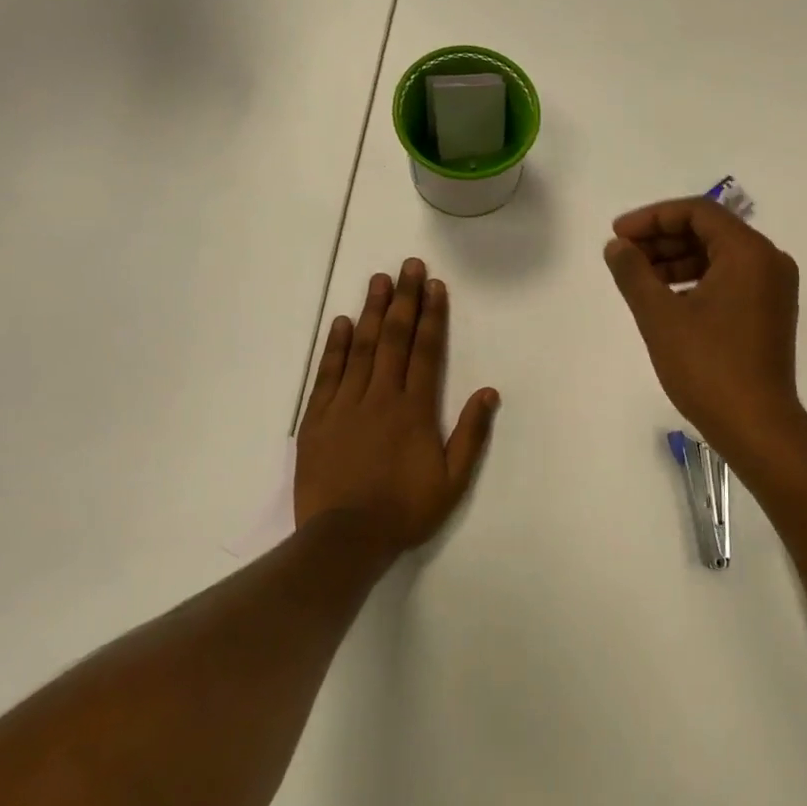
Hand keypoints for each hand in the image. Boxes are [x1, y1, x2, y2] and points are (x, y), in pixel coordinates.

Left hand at [295, 259, 499, 552]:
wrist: (345, 539)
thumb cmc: (405, 510)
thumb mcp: (452, 480)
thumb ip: (471, 434)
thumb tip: (489, 392)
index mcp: (415, 409)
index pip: (426, 351)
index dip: (432, 316)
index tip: (434, 286)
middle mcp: (380, 396)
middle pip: (393, 338)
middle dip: (403, 299)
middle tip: (408, 266)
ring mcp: (345, 405)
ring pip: (360, 348)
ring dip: (371, 311)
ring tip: (378, 280)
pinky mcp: (317, 419)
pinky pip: (328, 374)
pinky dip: (335, 347)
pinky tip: (341, 323)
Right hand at [603, 197, 804, 458]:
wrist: (757, 426)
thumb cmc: (708, 367)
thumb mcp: (660, 316)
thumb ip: (634, 273)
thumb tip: (616, 246)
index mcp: (749, 252)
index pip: (698, 212)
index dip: (652, 217)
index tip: (618, 235)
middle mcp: (769, 261)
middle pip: (709, 231)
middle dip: (662, 239)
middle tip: (624, 256)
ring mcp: (774, 288)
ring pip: (718, 256)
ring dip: (677, 261)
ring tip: (638, 278)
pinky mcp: (770, 312)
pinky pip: (730, 279)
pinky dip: (696, 281)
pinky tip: (666, 298)